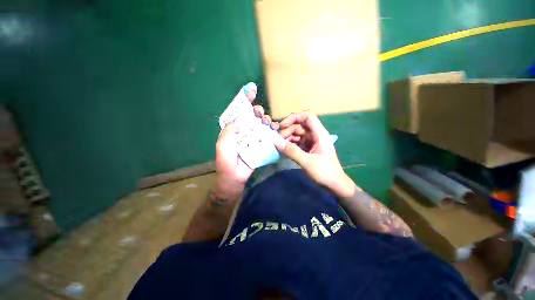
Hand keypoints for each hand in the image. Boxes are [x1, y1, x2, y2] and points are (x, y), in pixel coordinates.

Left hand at [215, 85, 278, 198]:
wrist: (235, 178)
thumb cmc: (226, 161)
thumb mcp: (223, 145)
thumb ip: (229, 131)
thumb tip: (240, 119)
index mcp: (233, 129)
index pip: (239, 112)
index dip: (245, 102)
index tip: (252, 91)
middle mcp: (244, 131)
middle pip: (252, 117)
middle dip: (257, 111)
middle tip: (260, 113)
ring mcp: (253, 138)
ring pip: (261, 125)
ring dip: (265, 120)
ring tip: (268, 122)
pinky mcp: (261, 145)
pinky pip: (267, 135)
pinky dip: (272, 130)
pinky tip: (274, 128)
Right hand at [274, 112, 356, 197]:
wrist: (334, 184)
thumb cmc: (324, 172)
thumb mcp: (307, 161)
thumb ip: (291, 151)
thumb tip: (276, 142)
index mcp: (319, 134)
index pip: (307, 117)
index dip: (294, 117)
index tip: (282, 125)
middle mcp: (315, 135)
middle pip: (299, 126)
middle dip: (288, 131)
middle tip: (278, 141)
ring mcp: (311, 142)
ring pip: (297, 135)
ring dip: (287, 139)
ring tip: (279, 146)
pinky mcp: (308, 149)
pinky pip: (297, 143)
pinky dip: (290, 145)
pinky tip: (284, 150)